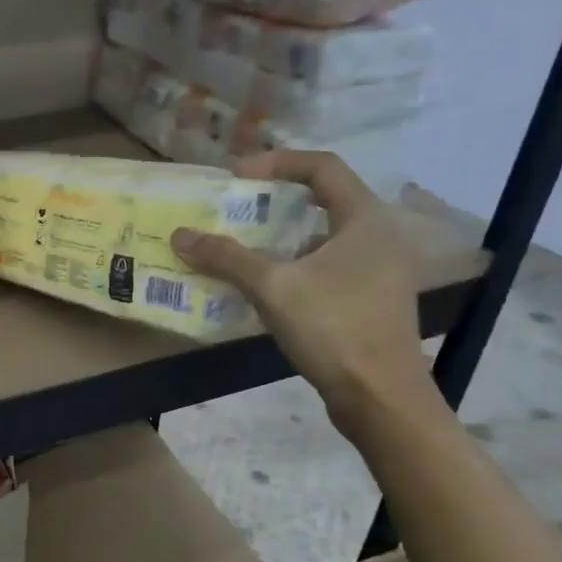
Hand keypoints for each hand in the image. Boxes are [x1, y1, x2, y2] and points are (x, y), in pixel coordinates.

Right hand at [172, 150, 436, 437]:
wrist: (380, 397)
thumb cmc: (334, 329)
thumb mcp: (274, 288)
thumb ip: (227, 258)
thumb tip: (180, 235)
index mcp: (364, 219)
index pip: (322, 167)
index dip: (277, 163)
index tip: (237, 178)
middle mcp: (377, 236)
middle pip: (323, 200)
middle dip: (275, 201)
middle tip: (235, 210)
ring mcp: (377, 270)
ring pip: (323, 237)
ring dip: (281, 237)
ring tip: (241, 248)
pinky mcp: (369, 300)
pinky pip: (327, 267)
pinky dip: (294, 267)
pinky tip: (264, 287)